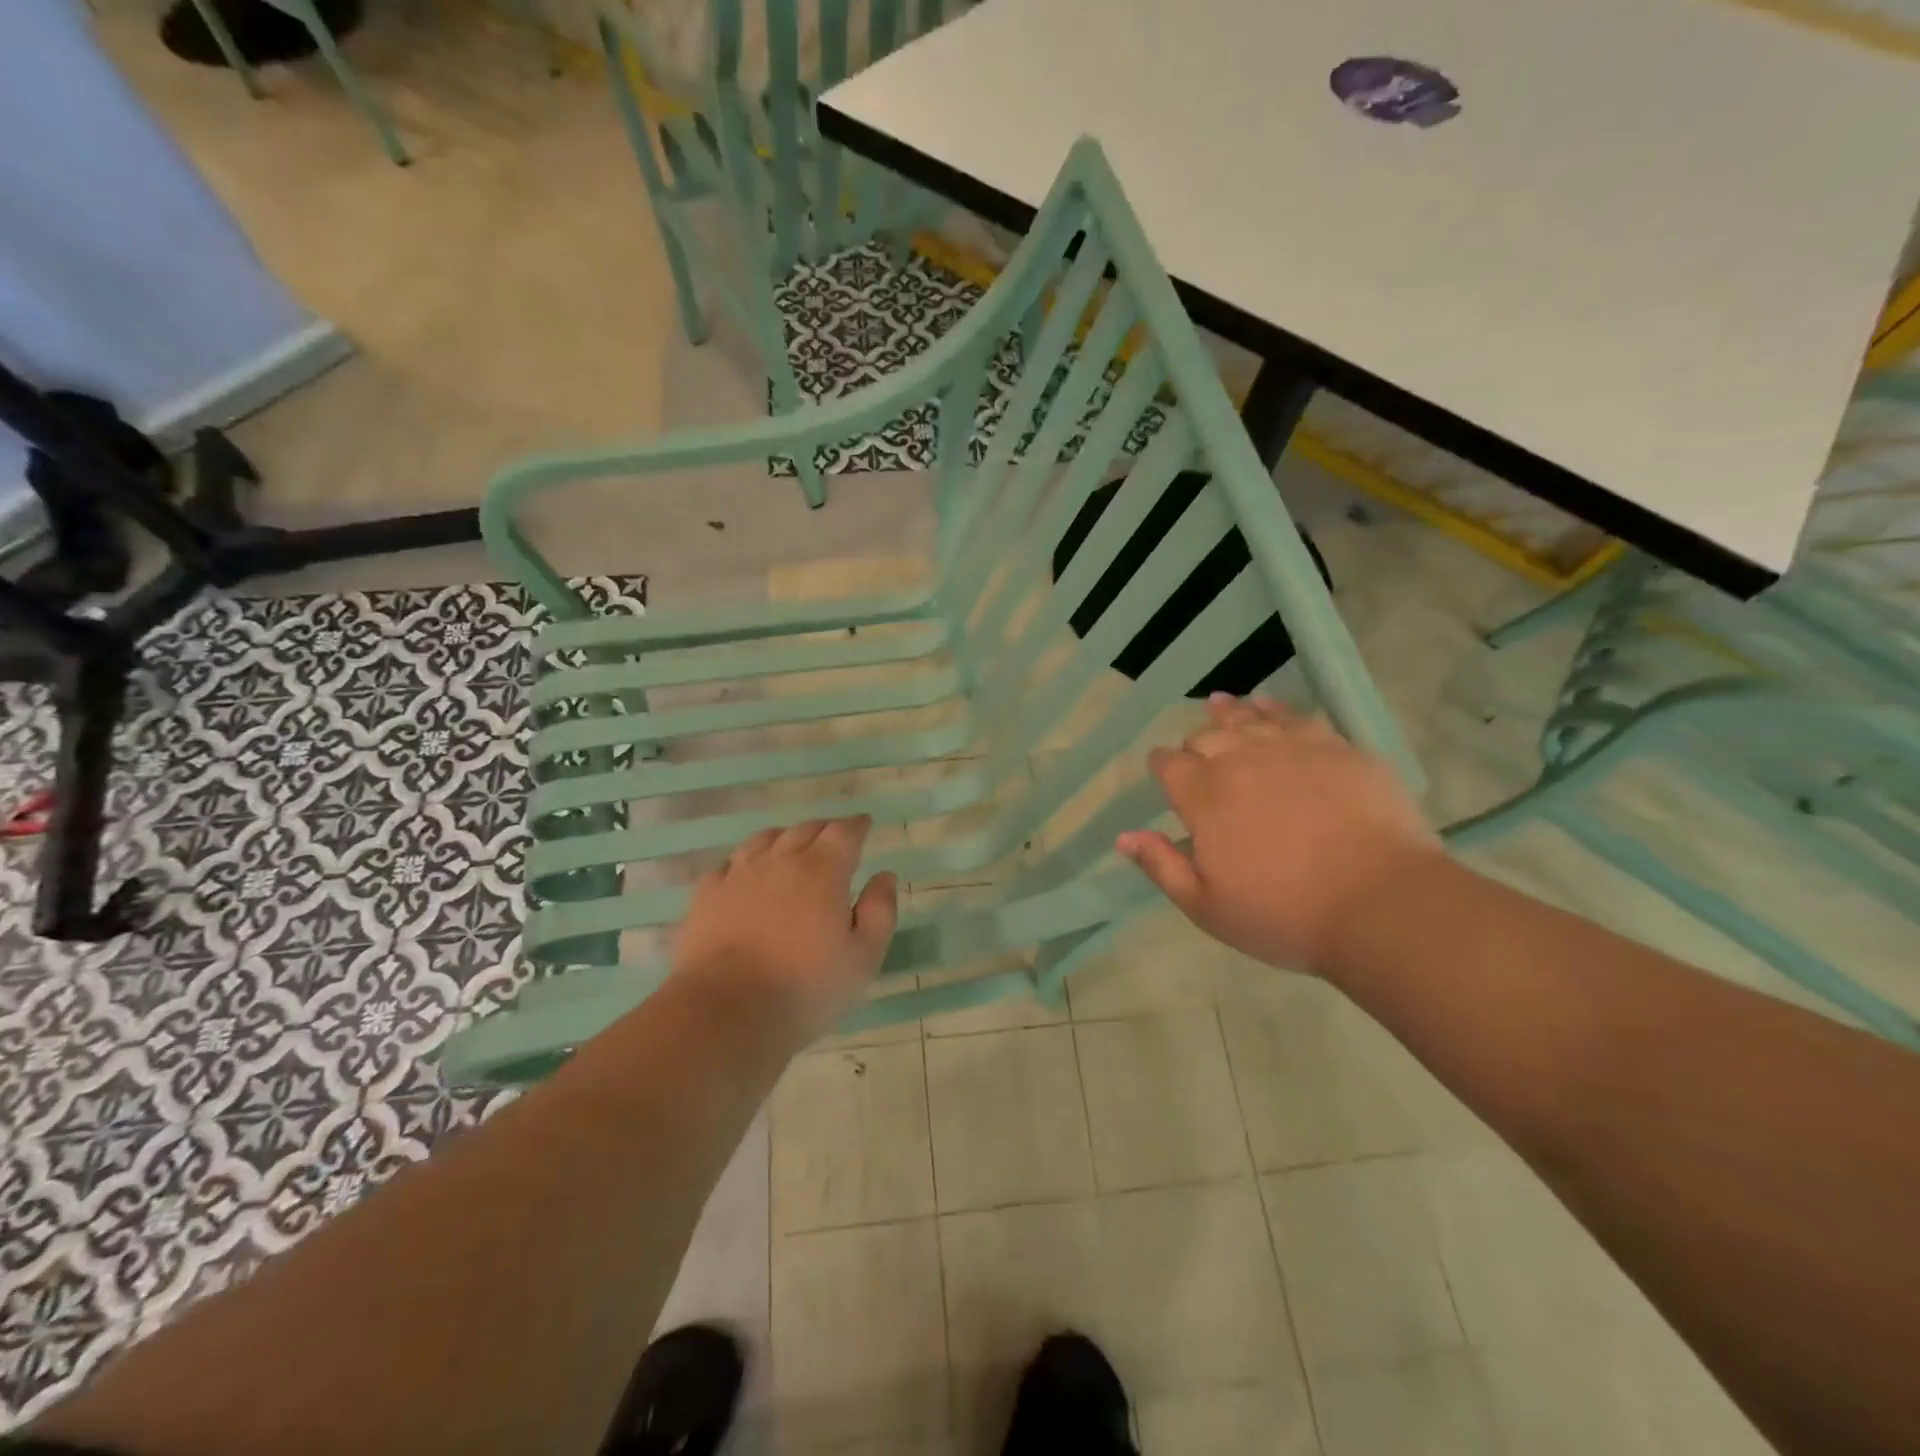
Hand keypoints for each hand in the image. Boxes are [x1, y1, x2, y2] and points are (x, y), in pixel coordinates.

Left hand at [671, 817, 898, 1046]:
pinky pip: (730, 863)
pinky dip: (746, 860)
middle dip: (825, 829)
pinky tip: (747, 872)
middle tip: (835, 838)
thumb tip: (884, 876)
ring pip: (765, 839)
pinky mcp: (707, 895)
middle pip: (805, 829)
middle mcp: (780, 861)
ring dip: (785, 838)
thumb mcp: (863, 958)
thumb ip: (879, 911)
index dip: (857, 825)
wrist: (725, 1012)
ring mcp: (739, 875)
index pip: (844, 833)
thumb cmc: (805, 989)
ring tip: (792, 846)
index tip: (865, 824)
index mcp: (823, 871)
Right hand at [1117, 695, 1441, 975]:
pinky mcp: (1337, 748)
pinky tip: (1269, 707)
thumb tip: (1123, 836)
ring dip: (1229, 714)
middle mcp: (1241, 761)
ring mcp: (1292, 749)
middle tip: (1197, 755)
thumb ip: (1162, 866)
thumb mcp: (1207, 907)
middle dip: (1195, 744)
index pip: (1169, 764)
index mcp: (1204, 797)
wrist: (1381, 905)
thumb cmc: (1284, 915)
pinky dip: (1275, 709)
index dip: (1161, 764)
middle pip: (1206, 737)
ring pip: (1249, 718)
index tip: (1162, 771)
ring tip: (1220, 706)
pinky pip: (1296, 717)